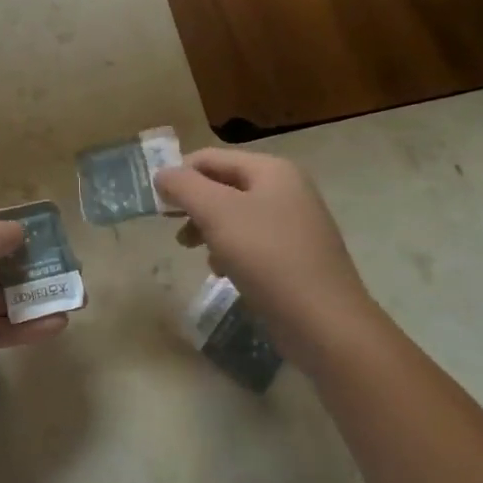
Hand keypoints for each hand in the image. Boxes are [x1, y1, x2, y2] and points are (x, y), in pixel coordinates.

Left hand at [0, 211, 67, 417]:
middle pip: (1, 260)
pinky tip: (60, 324)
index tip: (52, 232)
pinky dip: (30, 326)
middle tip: (73, 269)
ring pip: (6, 296)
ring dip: (39, 296)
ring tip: (78, 299)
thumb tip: (17, 233)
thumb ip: (2, 234)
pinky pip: (5, 328)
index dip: (18, 224)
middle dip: (36, 264)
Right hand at [154, 148, 377, 365]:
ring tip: (192, 250)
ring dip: (207, 228)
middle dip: (193, 204)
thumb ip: (184, 186)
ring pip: (234, 215)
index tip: (157, 204)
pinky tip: (221, 271)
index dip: (179, 175)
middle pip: (222, 185)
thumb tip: (161, 174)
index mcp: (272, 170)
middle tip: (171, 227)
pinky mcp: (296, 257)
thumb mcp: (217, 213)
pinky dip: (229, 250)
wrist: (326, 325)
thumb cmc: (268, 257)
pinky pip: (251, 241)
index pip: (210, 158)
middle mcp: (287, 189)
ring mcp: (294, 224)